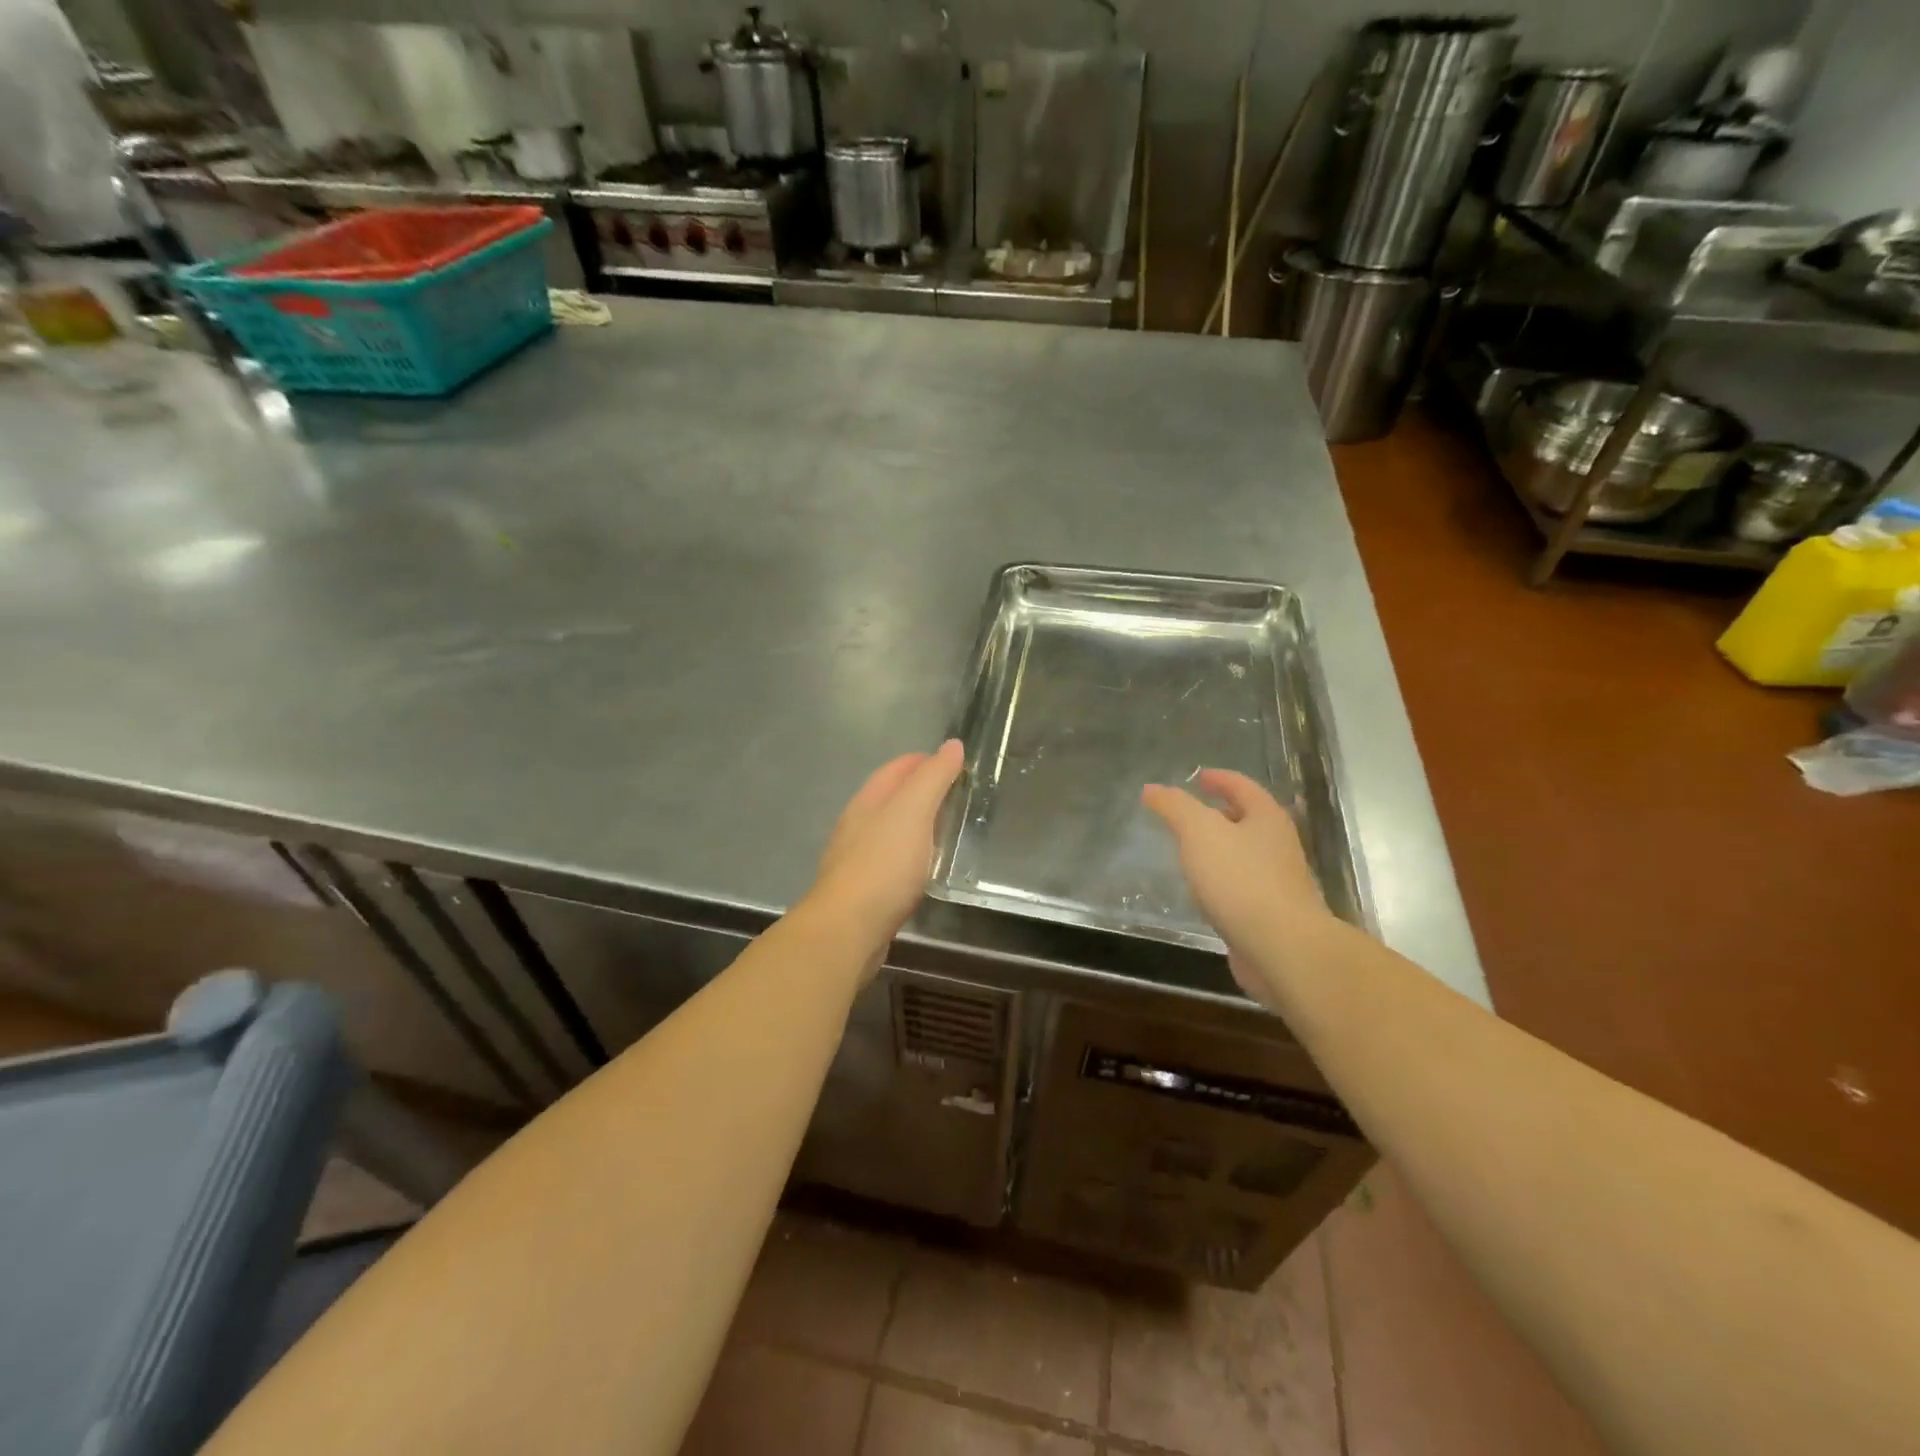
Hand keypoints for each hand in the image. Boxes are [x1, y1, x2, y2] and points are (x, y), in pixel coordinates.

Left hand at [799, 740, 964, 965]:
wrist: (848, 928)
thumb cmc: (884, 864)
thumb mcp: (914, 811)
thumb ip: (933, 778)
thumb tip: (952, 744)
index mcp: (868, 801)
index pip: (896, 768)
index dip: (924, 761)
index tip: (955, 764)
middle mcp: (857, 824)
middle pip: (890, 798)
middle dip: (920, 792)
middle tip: (958, 797)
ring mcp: (856, 859)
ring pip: (889, 831)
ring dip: (915, 826)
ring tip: (946, 831)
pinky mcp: (862, 890)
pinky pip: (890, 862)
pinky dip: (909, 856)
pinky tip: (923, 870)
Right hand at [1142, 769, 1336, 1007]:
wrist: (1282, 948)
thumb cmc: (1241, 879)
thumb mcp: (1199, 832)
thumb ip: (1174, 807)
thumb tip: (1151, 789)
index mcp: (1267, 818)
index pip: (1242, 786)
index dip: (1219, 779)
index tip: (1197, 777)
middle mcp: (1278, 845)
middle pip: (1248, 819)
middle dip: (1220, 812)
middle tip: (1189, 813)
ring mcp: (1278, 882)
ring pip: (1245, 854)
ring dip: (1220, 848)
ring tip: (1189, 850)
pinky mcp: (1270, 914)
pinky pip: (1242, 887)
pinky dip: (1222, 881)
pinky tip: (1203, 891)